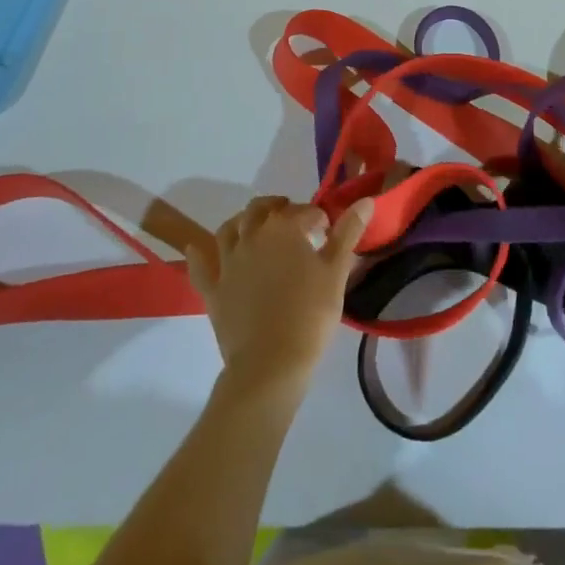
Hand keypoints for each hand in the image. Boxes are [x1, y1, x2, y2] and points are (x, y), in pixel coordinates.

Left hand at [184, 195, 371, 399]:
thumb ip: (348, 232)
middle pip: (261, 209)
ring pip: (230, 228)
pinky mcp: (213, 288)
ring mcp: (228, 261)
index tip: (329, 231)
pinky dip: (200, 253)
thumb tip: (366, 200)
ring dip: (243, 222)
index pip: (305, 211)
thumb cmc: (310, 315)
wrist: (270, 364)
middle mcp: (252, 236)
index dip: (319, 218)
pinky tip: (199, 248)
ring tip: (256, 229)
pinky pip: (200, 265)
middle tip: (294, 222)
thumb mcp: (336, 272)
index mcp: (284, 228)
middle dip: (278, 209)